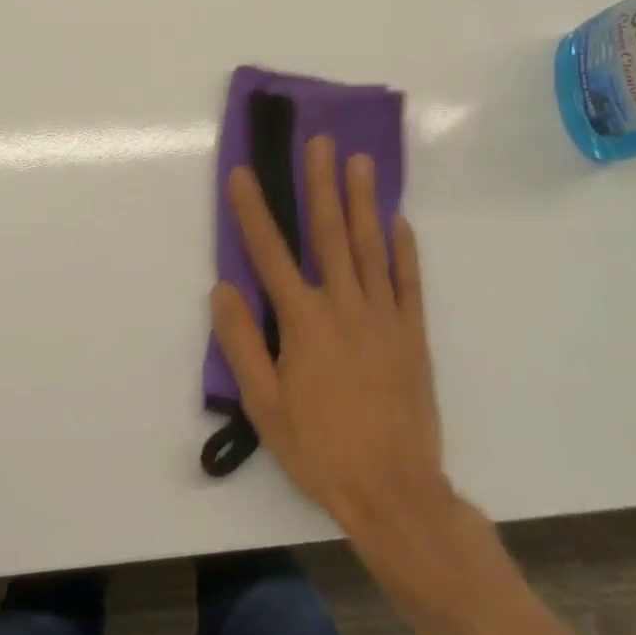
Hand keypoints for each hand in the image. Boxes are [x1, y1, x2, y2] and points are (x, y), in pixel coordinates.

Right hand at [213, 136, 458, 564]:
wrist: (396, 493)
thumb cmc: (320, 449)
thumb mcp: (265, 406)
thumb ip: (241, 343)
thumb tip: (223, 288)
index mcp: (303, 321)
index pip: (270, 252)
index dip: (252, 209)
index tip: (243, 172)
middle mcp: (344, 306)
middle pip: (328, 233)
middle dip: (320, 184)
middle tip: (320, 141)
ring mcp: (383, 317)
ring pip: (370, 246)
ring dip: (362, 200)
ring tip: (359, 161)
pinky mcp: (412, 334)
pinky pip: (408, 281)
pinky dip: (403, 248)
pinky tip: (398, 220)